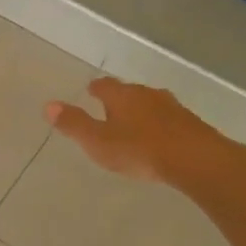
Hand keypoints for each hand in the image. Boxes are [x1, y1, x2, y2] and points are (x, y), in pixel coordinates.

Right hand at [45, 77, 241, 192]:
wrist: (196, 159)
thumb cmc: (139, 149)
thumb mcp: (98, 141)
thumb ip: (74, 124)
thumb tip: (48, 105)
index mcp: (122, 95)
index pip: (104, 85)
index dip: (95, 88)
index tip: (90, 90)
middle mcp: (147, 94)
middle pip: (129, 92)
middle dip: (119, 99)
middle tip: (110, 109)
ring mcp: (173, 107)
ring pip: (151, 104)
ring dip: (142, 111)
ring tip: (134, 124)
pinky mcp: (191, 123)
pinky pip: (169, 120)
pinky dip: (160, 125)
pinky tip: (160, 138)